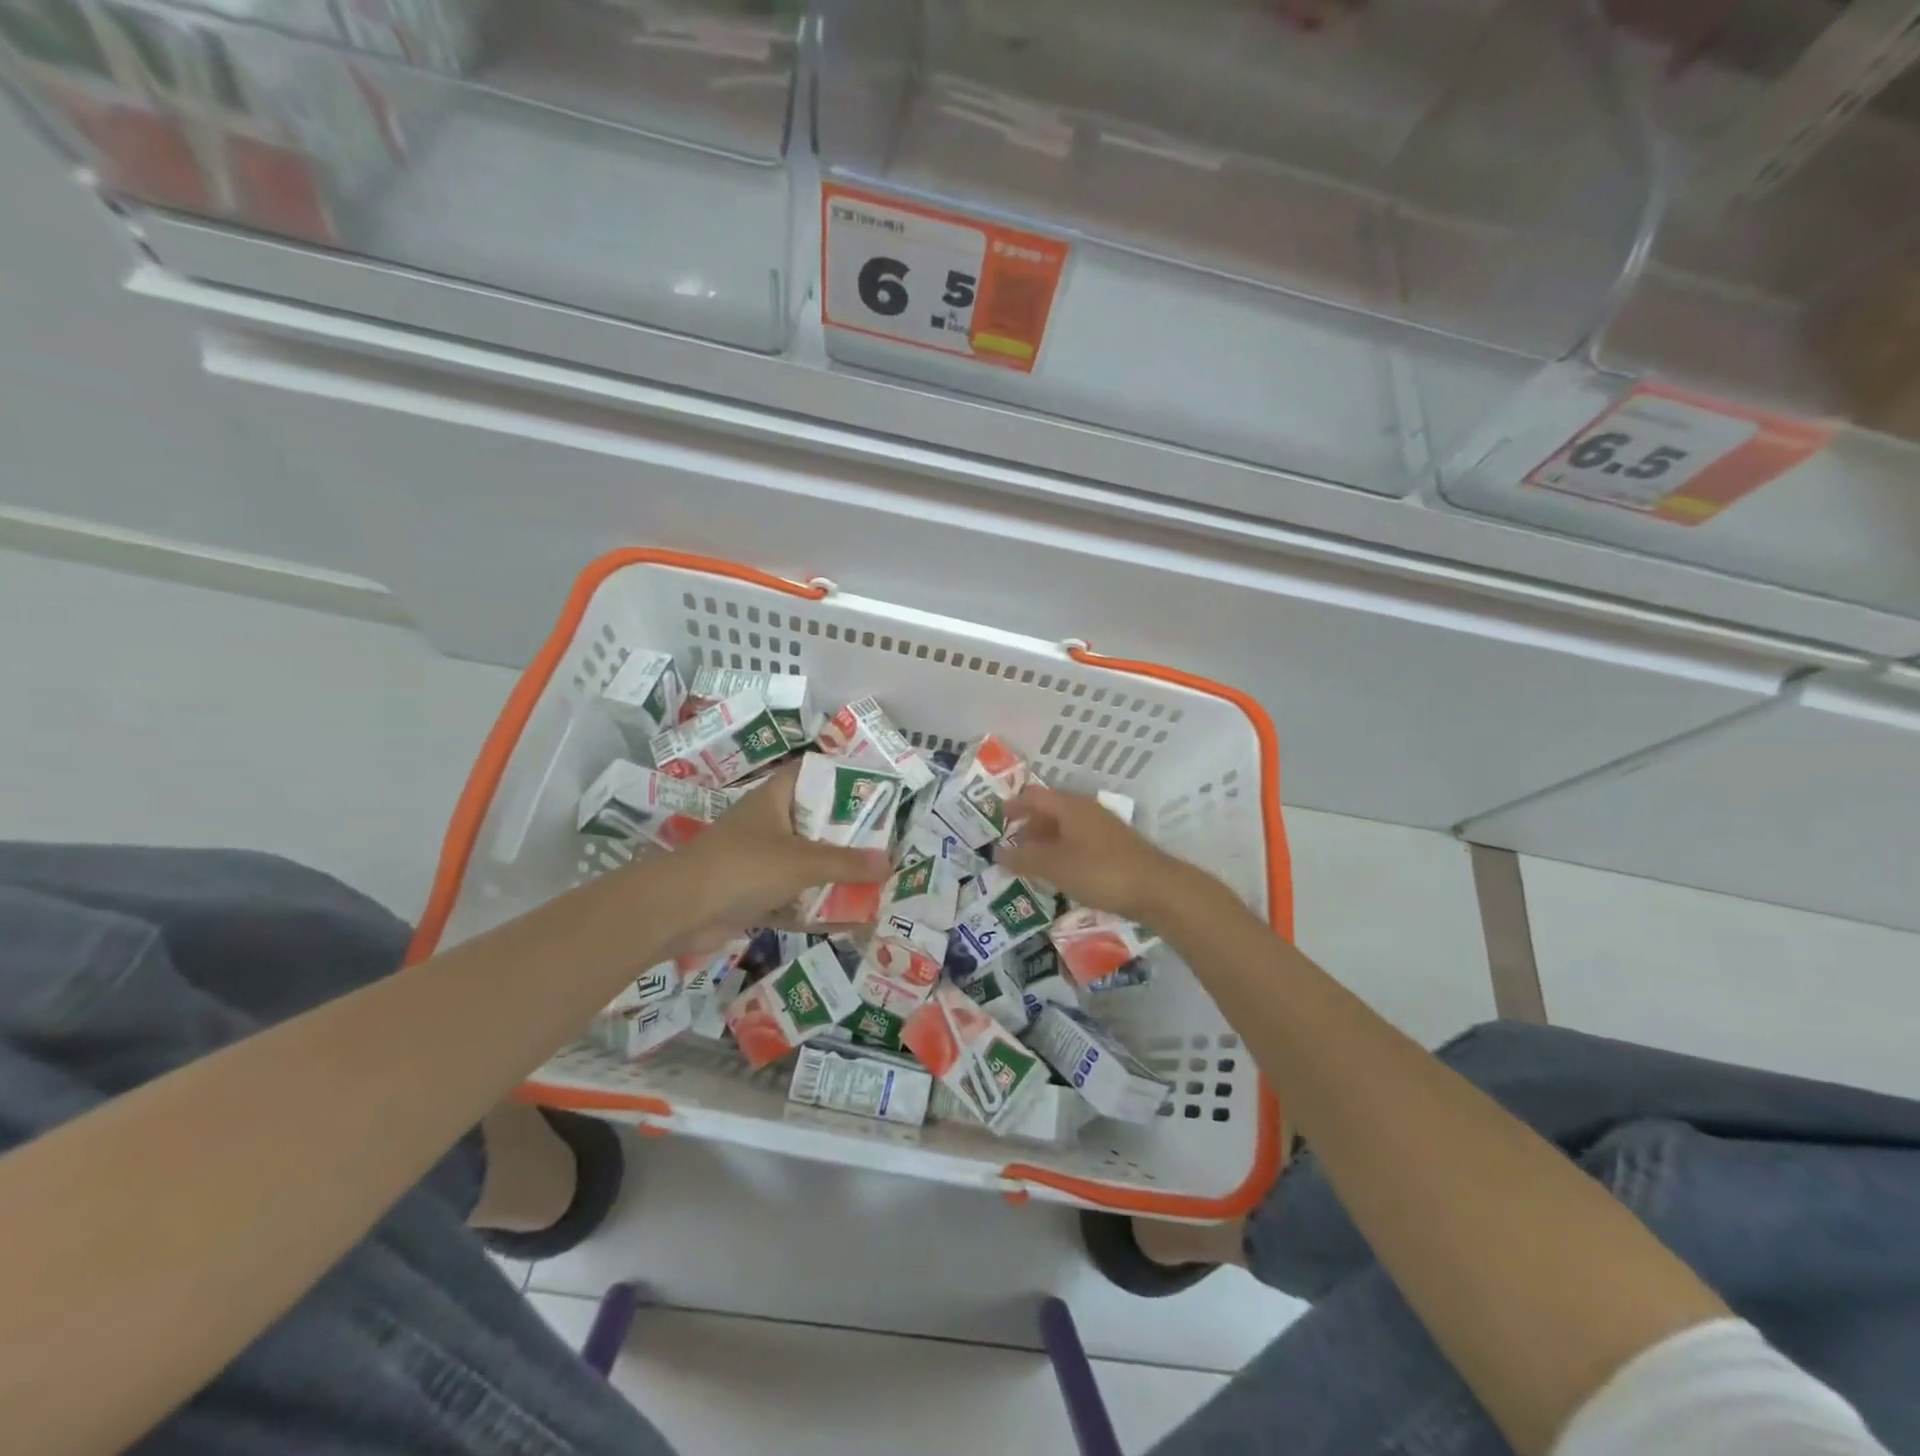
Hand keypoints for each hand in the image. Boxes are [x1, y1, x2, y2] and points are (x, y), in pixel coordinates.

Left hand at [666, 761, 889, 947]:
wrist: (677, 912)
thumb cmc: (741, 867)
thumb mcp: (801, 861)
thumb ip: (846, 863)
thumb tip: (889, 862)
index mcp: (773, 800)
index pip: (810, 773)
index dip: (840, 775)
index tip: (873, 788)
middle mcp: (766, 825)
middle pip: (813, 821)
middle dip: (846, 833)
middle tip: (884, 840)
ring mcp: (757, 861)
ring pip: (804, 862)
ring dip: (832, 873)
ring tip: (873, 879)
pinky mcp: (751, 895)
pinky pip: (792, 897)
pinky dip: (814, 907)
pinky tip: (846, 918)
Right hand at [1000, 783, 1199, 925]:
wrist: (1156, 889)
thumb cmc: (1100, 871)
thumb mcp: (1055, 866)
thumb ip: (1024, 859)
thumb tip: (997, 852)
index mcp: (1070, 806)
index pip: (1035, 796)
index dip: (1014, 805)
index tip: (998, 817)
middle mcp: (1087, 810)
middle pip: (1051, 810)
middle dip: (1029, 825)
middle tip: (1011, 844)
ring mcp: (1104, 828)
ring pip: (1066, 827)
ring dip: (1046, 840)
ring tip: (1031, 861)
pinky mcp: (1115, 847)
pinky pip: (1079, 841)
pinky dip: (1062, 850)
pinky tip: (1060, 871)